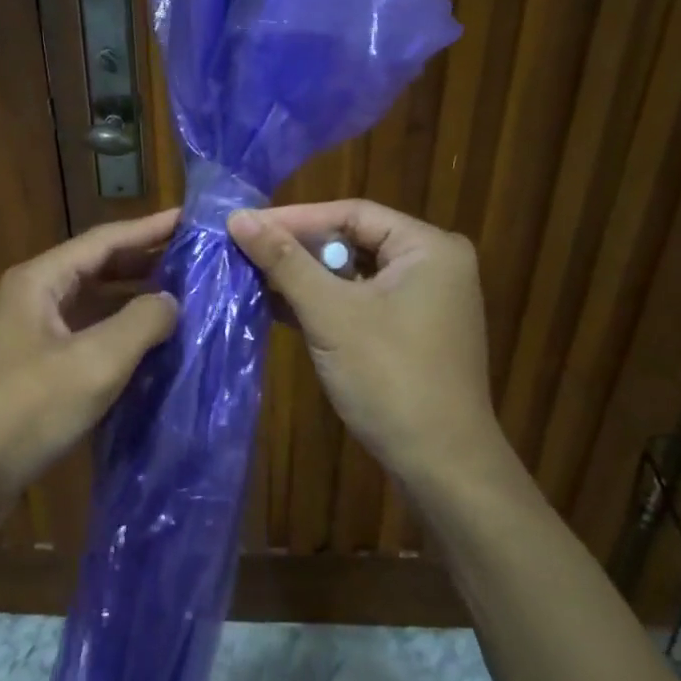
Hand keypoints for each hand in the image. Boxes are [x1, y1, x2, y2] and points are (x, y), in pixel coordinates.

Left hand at [0, 208, 179, 518]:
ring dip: (132, 301)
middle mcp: (31, 299)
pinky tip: (147, 348)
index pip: (103, 240)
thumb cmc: (25, 410)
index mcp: (39, 281)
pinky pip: (83, 339)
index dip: (149, 228)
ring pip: (90, 306)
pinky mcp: (32, 372)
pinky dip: (116, 337)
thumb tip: (172, 301)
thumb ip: (141, 322)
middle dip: (144, 263)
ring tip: (181, 299)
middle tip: (194, 261)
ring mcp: (29, 336)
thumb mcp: (94, 362)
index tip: (192, 219)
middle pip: (95, 269)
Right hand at [228, 200, 504, 490]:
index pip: (351, 213)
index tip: (244, 225)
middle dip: (298, 250)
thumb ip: (285, 262)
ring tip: (252, 277)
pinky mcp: (411, 333)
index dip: (295, 217)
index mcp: (428, 248)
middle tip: (245, 251)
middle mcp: (432, 266)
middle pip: (353, 241)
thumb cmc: (390, 378)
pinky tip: (278, 308)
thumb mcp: (331, 314)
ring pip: (353, 275)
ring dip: (305, 280)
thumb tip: (238, 217)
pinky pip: (359, 303)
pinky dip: (323, 305)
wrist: (441, 467)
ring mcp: (424, 302)